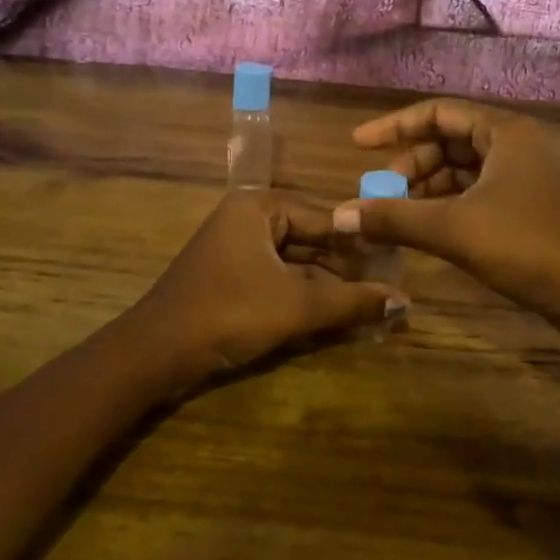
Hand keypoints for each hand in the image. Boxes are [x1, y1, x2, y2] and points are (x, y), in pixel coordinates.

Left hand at [135, 190, 402, 389]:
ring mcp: (237, 249)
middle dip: (347, 267)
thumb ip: (351, 302)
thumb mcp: (296, 306)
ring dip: (329, 285)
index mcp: (259, 207)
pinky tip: (336, 314)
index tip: (398, 260)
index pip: (325, 217)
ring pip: (296, 262)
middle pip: (311, 239)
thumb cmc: (228, 313)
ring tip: (371, 303)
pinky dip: (305, 295)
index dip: (362, 241)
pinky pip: (279, 278)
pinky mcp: (232, 278)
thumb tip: (404, 301)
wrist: (155, 353)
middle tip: (389, 285)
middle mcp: (248, 219)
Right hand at [334, 100, 559, 357]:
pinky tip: (425, 228)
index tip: (358, 144)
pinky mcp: (525, 205)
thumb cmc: (525, 245)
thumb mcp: (452, 229)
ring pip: (461, 169)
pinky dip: (446, 205)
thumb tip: (337, 216)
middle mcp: (514, 145)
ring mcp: (522, 176)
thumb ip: (393, 218)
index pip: (438, 113)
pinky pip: (474, 192)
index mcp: (503, 132)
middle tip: (380, 193)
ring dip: (426, 188)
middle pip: (448, 140)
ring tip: (396, 214)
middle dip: (410, 165)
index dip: (394, 126)